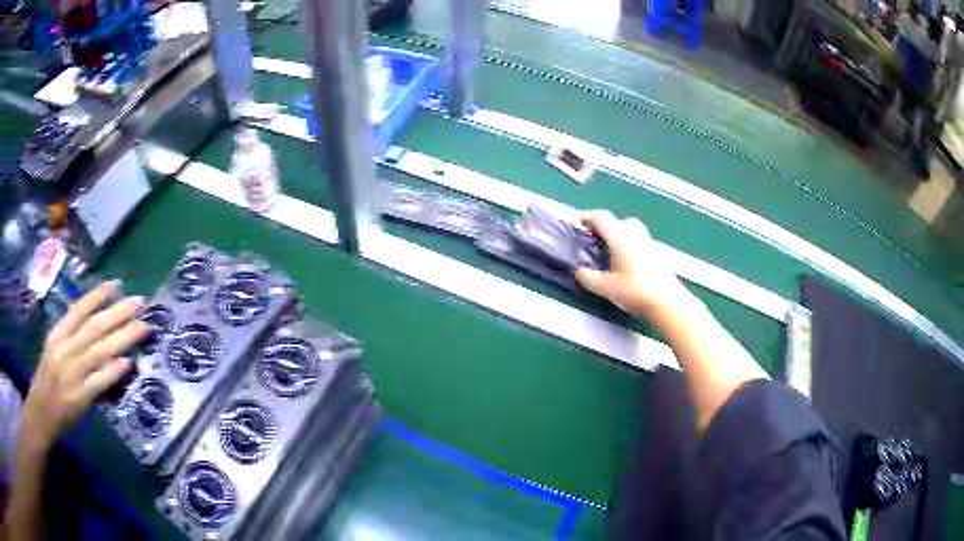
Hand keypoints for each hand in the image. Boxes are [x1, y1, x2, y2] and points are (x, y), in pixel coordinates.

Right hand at [21, 281, 149, 452]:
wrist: (41, 413)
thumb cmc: (47, 379)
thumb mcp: (54, 351)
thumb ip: (72, 340)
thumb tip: (99, 330)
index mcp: (58, 335)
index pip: (79, 309)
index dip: (98, 295)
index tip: (117, 284)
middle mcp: (65, 349)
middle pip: (94, 327)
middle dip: (118, 312)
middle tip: (139, 301)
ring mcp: (72, 373)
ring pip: (100, 350)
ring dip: (123, 337)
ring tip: (143, 326)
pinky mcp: (79, 398)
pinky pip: (98, 382)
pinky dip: (112, 371)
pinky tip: (128, 363)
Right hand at [575, 210, 686, 316]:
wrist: (667, 301)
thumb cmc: (635, 291)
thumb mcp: (606, 287)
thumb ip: (588, 278)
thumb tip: (579, 271)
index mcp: (620, 236)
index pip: (600, 218)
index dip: (585, 218)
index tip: (575, 224)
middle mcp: (634, 233)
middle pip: (615, 222)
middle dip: (601, 229)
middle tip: (590, 241)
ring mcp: (647, 241)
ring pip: (627, 231)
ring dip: (614, 237)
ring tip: (605, 253)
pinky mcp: (655, 252)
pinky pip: (636, 241)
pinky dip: (625, 245)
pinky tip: (622, 263)